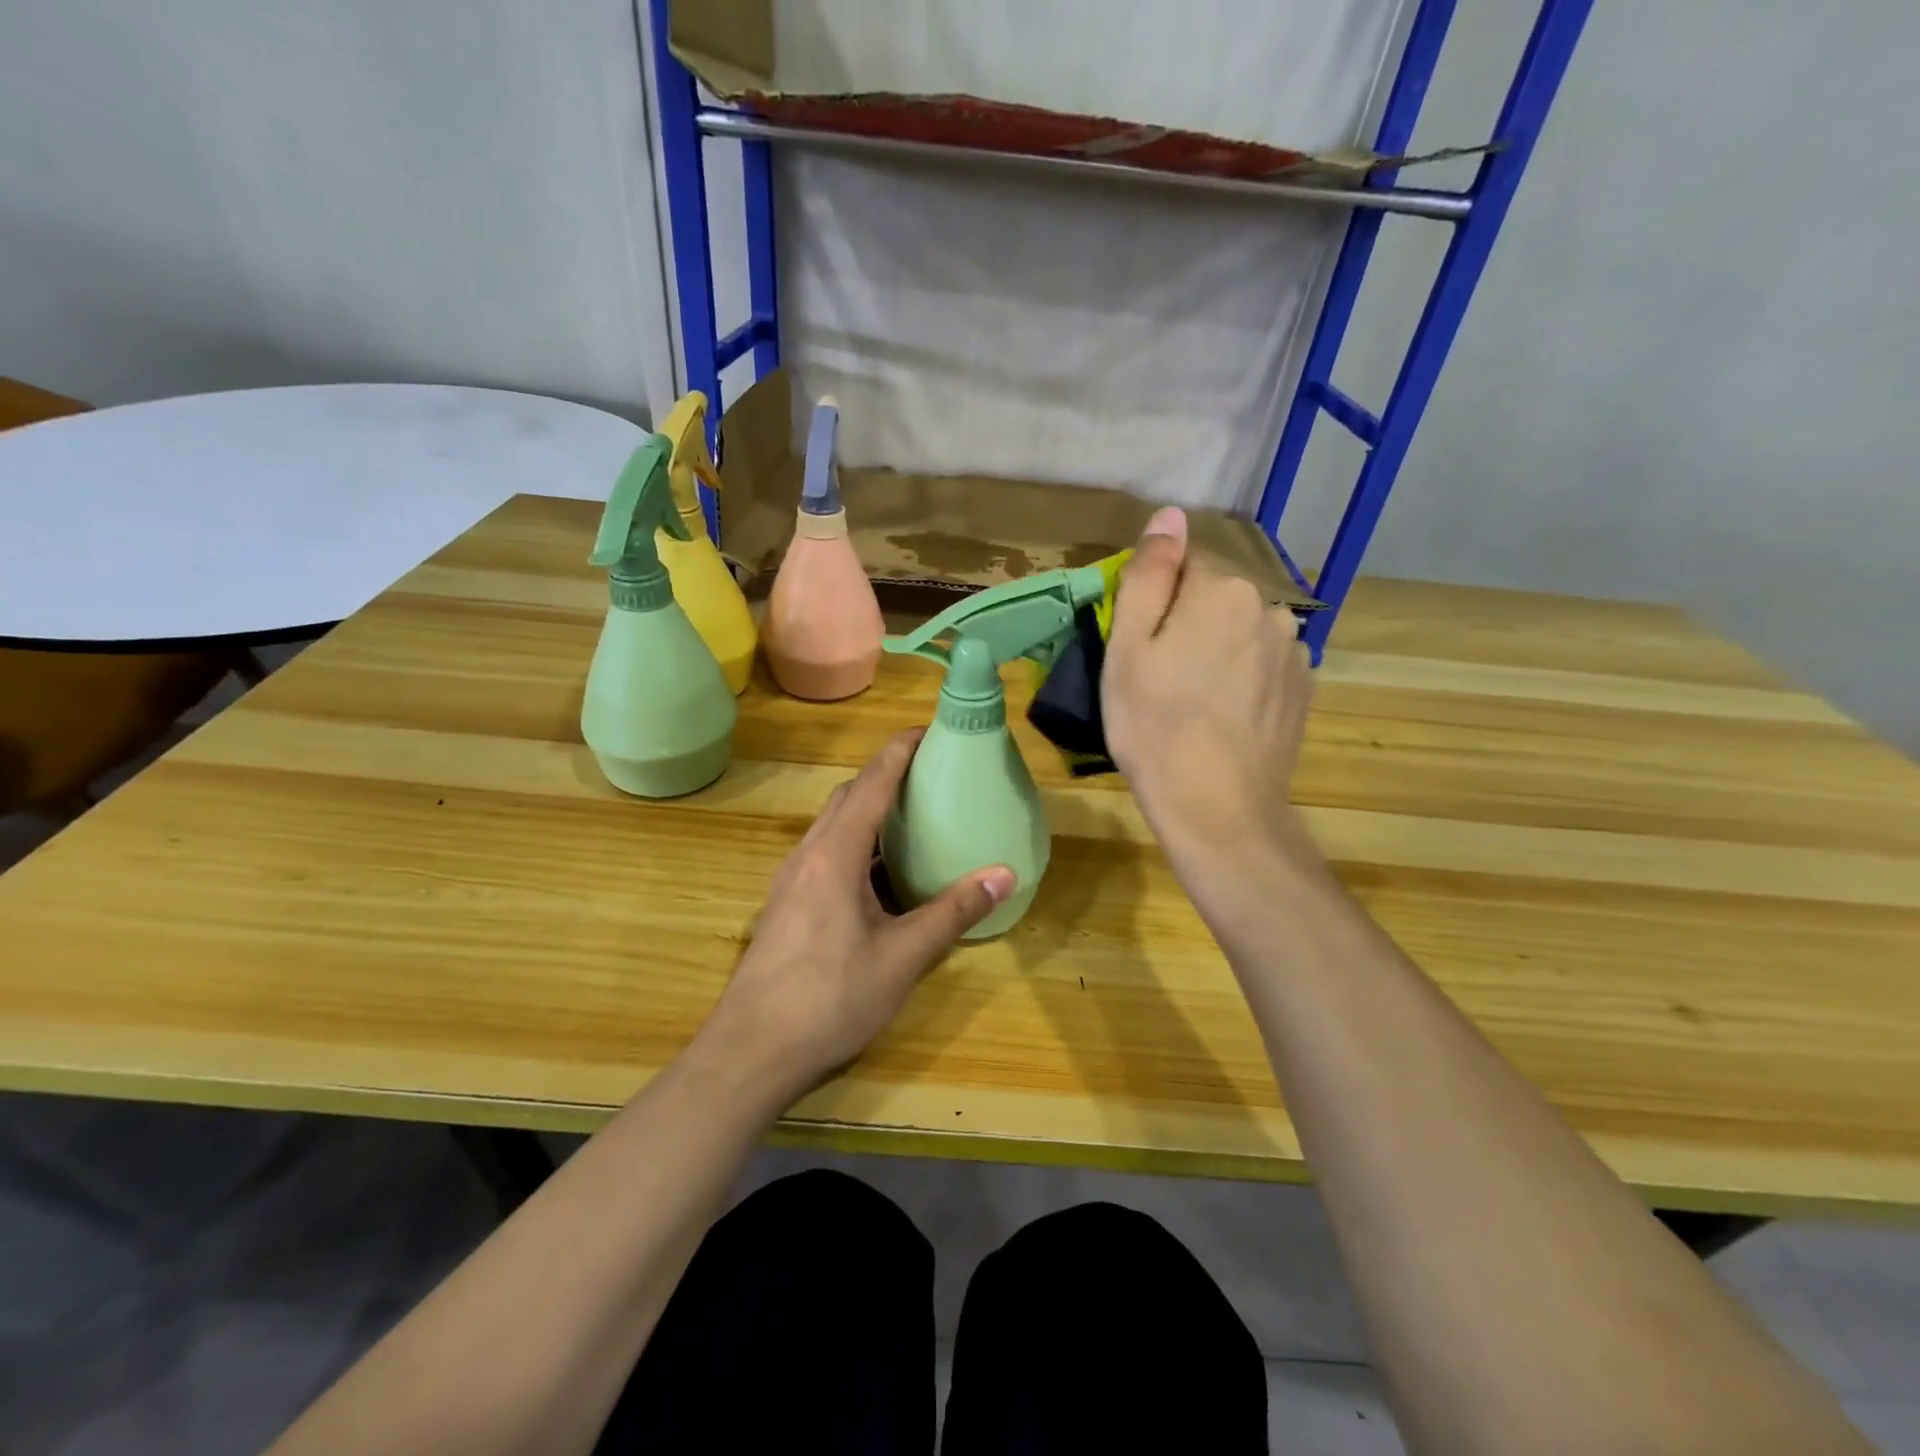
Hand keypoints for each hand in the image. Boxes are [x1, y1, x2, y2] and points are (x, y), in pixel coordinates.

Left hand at [699, 730, 1015, 1100]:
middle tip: (930, 774)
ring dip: (868, 810)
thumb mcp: (902, 957)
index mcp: (835, 854)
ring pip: (833, 825)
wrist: (750, 1052)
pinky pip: (825, 853)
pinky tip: (880, 875)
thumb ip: (953, 912)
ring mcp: (791, 880)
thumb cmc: (830, 998)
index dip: (900, 750)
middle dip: (885, 775)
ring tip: (912, 817)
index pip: (871, 783)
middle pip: (847, 796)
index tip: (930, 729)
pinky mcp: (786, 905)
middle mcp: (808, 855)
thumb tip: (1005, 873)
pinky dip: (856, 843)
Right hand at [1102, 506, 1315, 854]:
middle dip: (1188, 622)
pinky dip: (1243, 678)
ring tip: (1194, 701)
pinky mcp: (1304, 689)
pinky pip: (1263, 663)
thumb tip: (1169, 515)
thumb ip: (1149, 574)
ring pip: (1241, 630)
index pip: (1184, 564)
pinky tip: (1224, 717)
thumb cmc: (1154, 727)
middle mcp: (1270, 607)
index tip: (1141, 645)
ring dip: (1218, 649)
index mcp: (1222, 590)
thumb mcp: (1128, 648)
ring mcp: (1294, 650)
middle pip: (1216, 596)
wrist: (1217, 808)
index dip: (1156, 601)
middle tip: (1160, 677)